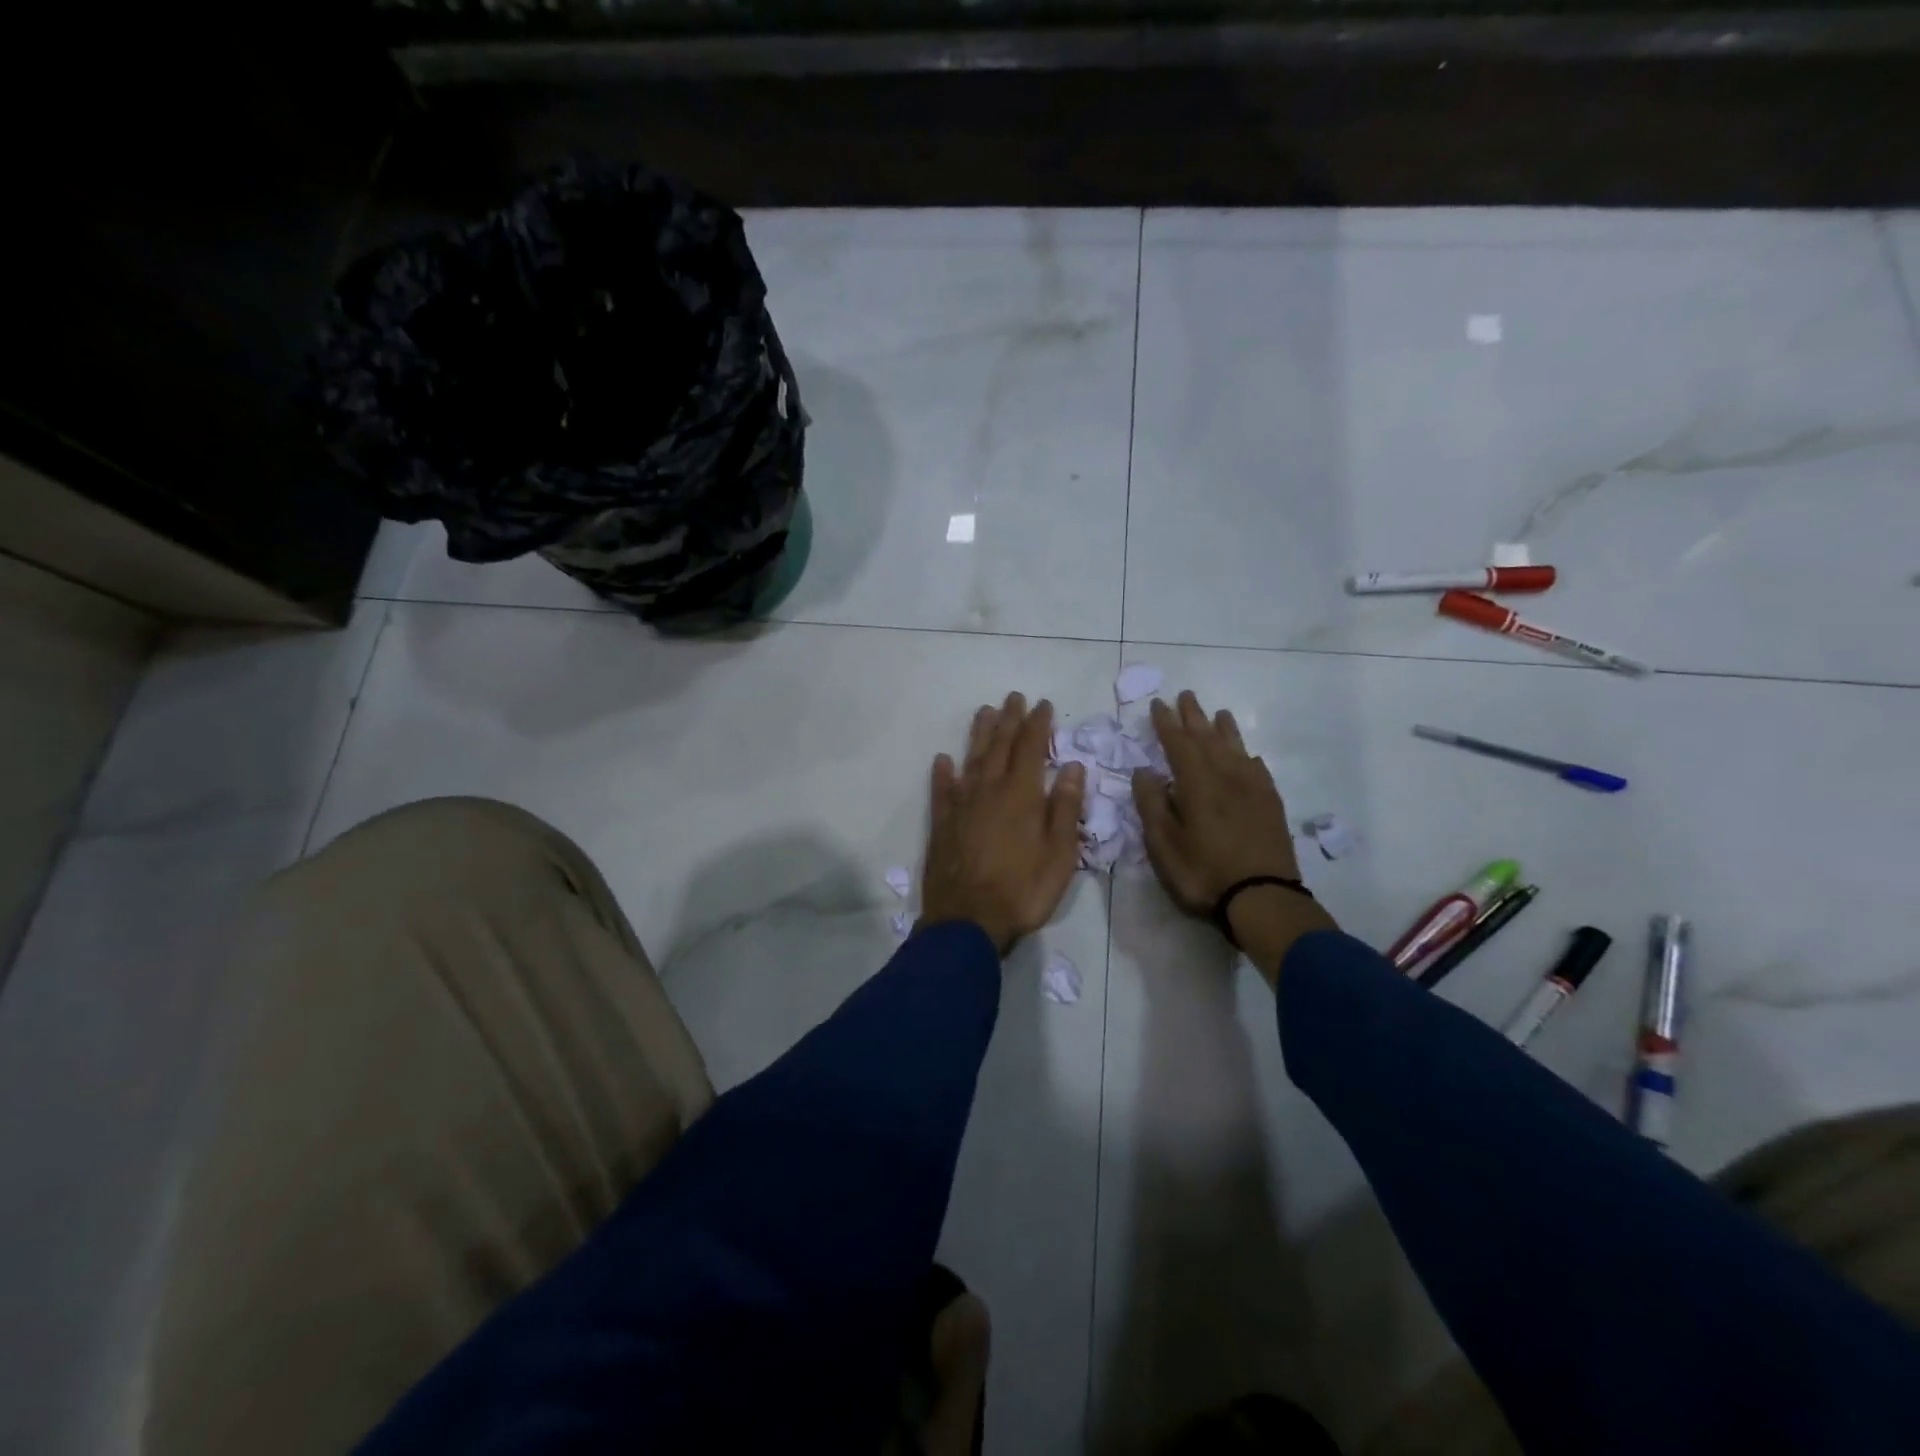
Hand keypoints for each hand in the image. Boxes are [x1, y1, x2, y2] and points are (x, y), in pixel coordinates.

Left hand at [921, 693, 1085, 955]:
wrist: (968, 921)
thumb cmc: (1023, 890)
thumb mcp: (1060, 854)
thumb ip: (1065, 808)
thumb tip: (1072, 766)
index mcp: (1021, 795)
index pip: (1031, 748)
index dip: (1038, 724)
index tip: (1043, 704)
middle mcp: (989, 790)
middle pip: (1000, 746)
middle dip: (1009, 720)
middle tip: (1013, 697)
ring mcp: (962, 805)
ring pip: (971, 760)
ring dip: (979, 735)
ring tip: (984, 712)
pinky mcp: (942, 824)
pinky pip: (941, 790)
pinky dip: (942, 773)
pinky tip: (942, 759)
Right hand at [1131, 691, 1300, 913]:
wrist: (1263, 897)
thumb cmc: (1203, 872)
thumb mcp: (1163, 843)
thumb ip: (1152, 803)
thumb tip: (1144, 770)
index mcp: (1196, 783)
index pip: (1178, 742)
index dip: (1166, 722)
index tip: (1158, 704)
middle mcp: (1226, 776)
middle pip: (1208, 738)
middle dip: (1193, 716)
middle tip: (1185, 695)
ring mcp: (1253, 789)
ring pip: (1236, 749)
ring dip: (1223, 729)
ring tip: (1218, 714)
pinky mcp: (1270, 805)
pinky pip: (1257, 769)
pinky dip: (1247, 756)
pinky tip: (1247, 756)